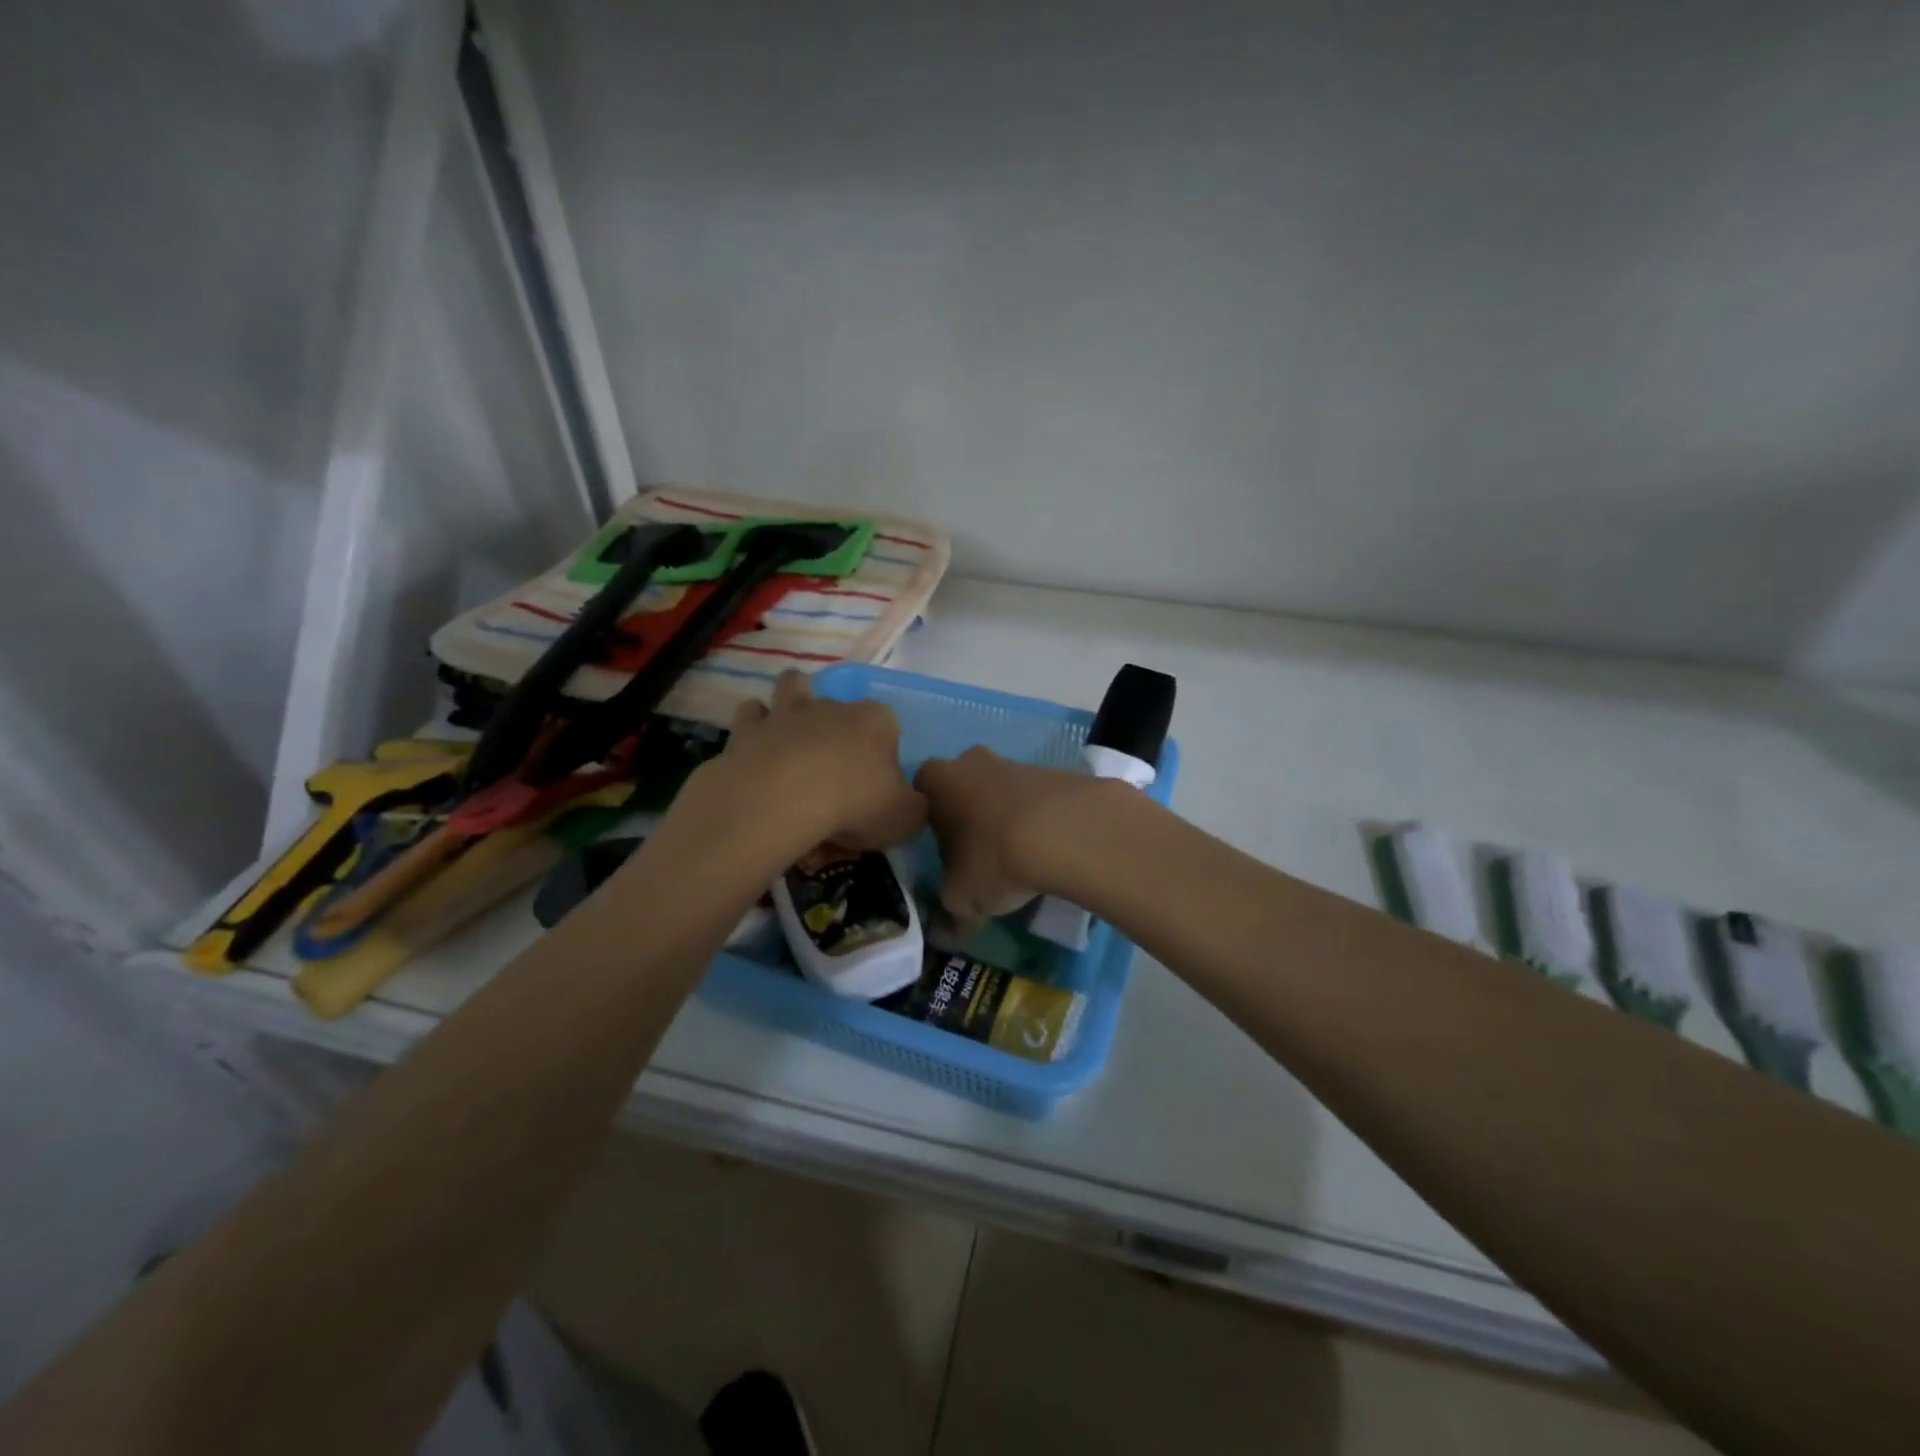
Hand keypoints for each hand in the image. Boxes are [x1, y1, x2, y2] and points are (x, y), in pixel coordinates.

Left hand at [701, 670, 926, 850]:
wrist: (782, 801)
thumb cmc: (855, 804)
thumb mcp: (907, 817)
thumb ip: (915, 805)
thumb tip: (910, 802)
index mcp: (876, 721)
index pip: (888, 723)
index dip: (884, 748)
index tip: (878, 781)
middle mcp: (833, 706)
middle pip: (839, 706)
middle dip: (837, 727)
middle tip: (833, 769)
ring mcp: (787, 712)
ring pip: (792, 687)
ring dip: (792, 703)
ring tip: (792, 736)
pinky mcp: (747, 729)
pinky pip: (751, 715)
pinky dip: (755, 727)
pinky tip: (757, 750)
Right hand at [913, 747, 1095, 925]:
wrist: (1067, 832)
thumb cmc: (993, 858)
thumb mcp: (961, 899)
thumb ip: (948, 913)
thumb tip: (943, 934)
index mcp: (937, 780)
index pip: (921, 794)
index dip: (929, 822)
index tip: (942, 851)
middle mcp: (972, 760)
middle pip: (964, 786)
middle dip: (970, 814)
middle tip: (979, 853)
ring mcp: (1017, 762)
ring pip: (1003, 790)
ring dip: (1007, 816)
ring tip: (1021, 857)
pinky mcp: (1057, 772)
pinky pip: (1039, 798)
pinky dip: (1041, 819)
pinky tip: (1051, 848)